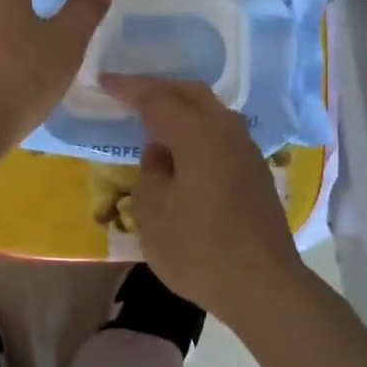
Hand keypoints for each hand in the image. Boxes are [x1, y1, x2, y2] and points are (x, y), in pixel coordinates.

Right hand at [101, 75, 302, 323]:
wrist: (263, 285)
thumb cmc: (197, 247)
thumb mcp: (152, 210)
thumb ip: (150, 170)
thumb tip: (161, 153)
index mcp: (198, 133)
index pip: (157, 98)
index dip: (129, 88)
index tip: (104, 81)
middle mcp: (226, 131)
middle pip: (191, 93)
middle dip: (158, 88)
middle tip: (129, 92)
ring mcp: (247, 151)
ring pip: (210, 111)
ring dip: (181, 107)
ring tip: (154, 117)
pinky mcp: (256, 172)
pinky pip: (220, 133)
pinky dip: (197, 128)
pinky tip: (183, 148)